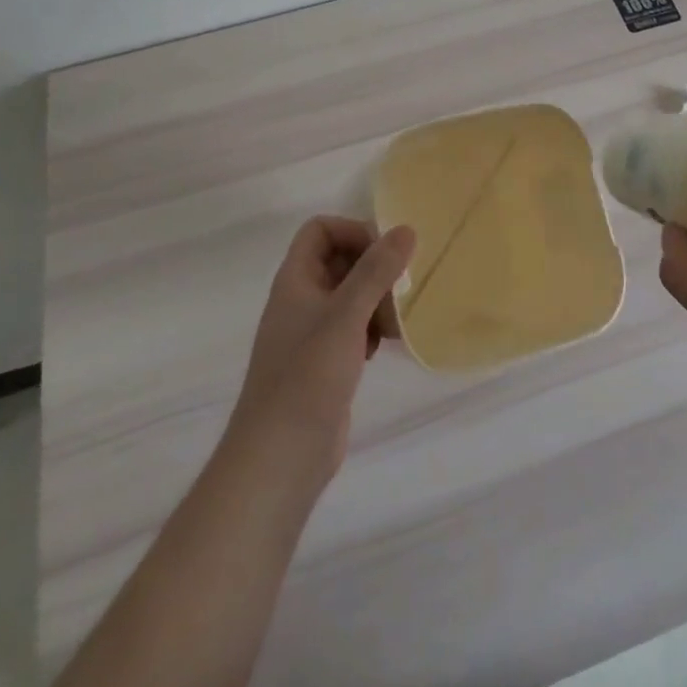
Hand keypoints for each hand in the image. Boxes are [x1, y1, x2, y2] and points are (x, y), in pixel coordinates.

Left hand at [229, 217, 416, 485]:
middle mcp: (301, 300)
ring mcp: (312, 333)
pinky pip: (354, 327)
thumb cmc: (308, 376)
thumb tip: (406, 229)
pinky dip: (372, 328)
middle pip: (340, 260)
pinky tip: (385, 347)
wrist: (280, 457)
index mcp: (295, 280)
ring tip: (394, 324)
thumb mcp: (346, 316)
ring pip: (351, 295)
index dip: (352, 232)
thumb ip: (376, 270)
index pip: (320, 230)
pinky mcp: (325, 362)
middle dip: (374, 270)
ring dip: (377, 301)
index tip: (384, 255)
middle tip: (399, 291)